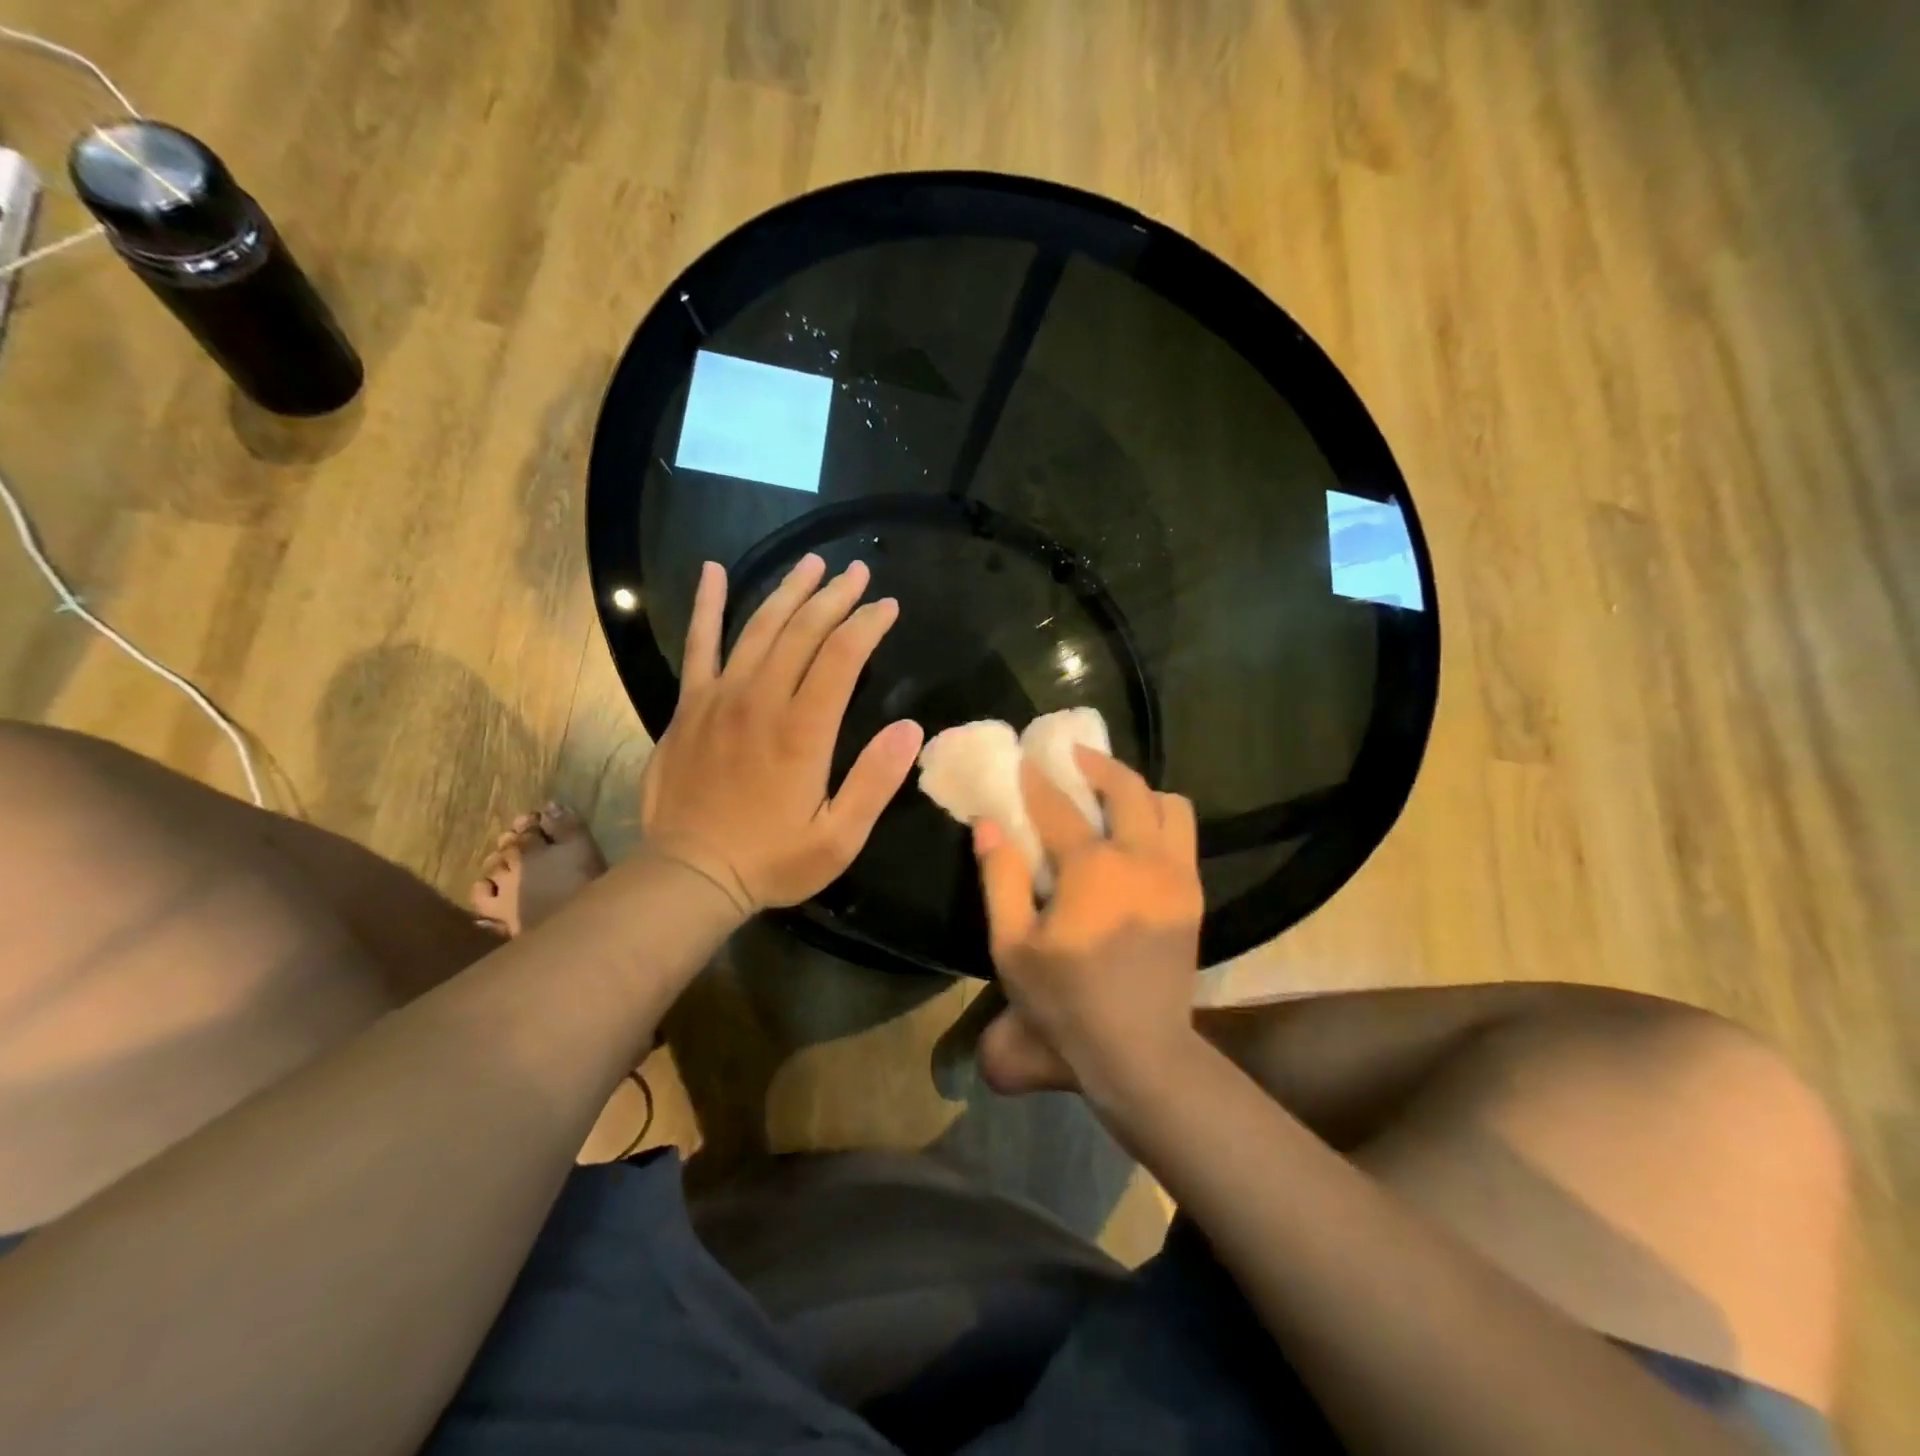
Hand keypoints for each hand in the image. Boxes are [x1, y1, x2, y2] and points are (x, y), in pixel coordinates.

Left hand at [639, 555, 924, 917]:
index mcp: (802, 730)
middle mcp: (761, 700)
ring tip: (812, 564)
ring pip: (758, 628)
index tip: (888, 606)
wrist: (689, 875)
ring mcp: (719, 698)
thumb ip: (875, 781)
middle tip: (858, 572)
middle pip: (802, 631)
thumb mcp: (839, 838)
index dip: (868, 624)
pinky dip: (706, 606)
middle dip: (835, 597)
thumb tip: (910, 728)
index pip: (842, 656)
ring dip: (788, 592)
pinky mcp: (689, 706)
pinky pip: (698, 645)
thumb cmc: (772, 860)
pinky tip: (712, 572)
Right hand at [972, 748, 1203, 1102]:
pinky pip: (1184, 836)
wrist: (1139, 1050)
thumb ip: (999, 878)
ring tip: (1112, 795)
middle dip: (1097, 764)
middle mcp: (1140, 857)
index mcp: (1092, 868)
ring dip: (1140, 790)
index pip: (1058, 807)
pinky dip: (1161, 820)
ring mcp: (1175, 874)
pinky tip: (1137, 836)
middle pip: (1127, 787)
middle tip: (1074, 757)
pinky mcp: (1193, 895)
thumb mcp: (1012, 945)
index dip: (1036, 781)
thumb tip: (988, 825)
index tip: (1023, 759)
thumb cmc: (1065, 1001)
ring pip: (1170, 805)